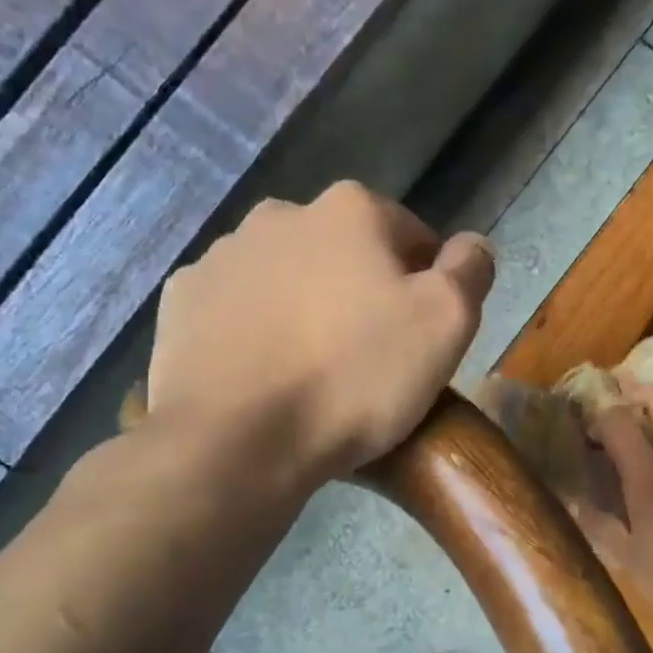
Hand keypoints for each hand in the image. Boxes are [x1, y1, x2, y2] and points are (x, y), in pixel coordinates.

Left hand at [148, 181, 493, 480]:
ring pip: (289, 278)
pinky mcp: (181, 302)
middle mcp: (281, 215)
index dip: (426, 285)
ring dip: (308, 307)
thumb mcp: (446, 323)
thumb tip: (472, 245)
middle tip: (372, 355)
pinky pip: (238, 308)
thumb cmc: (355, 377)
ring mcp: (222, 256)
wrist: (238, 440)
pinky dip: (257, 329)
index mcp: (350, 211)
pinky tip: (266, 373)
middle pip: (346, 254)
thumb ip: (470, 270)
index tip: (422, 336)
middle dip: (363, 291)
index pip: (412, 236)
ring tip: (316, 371)